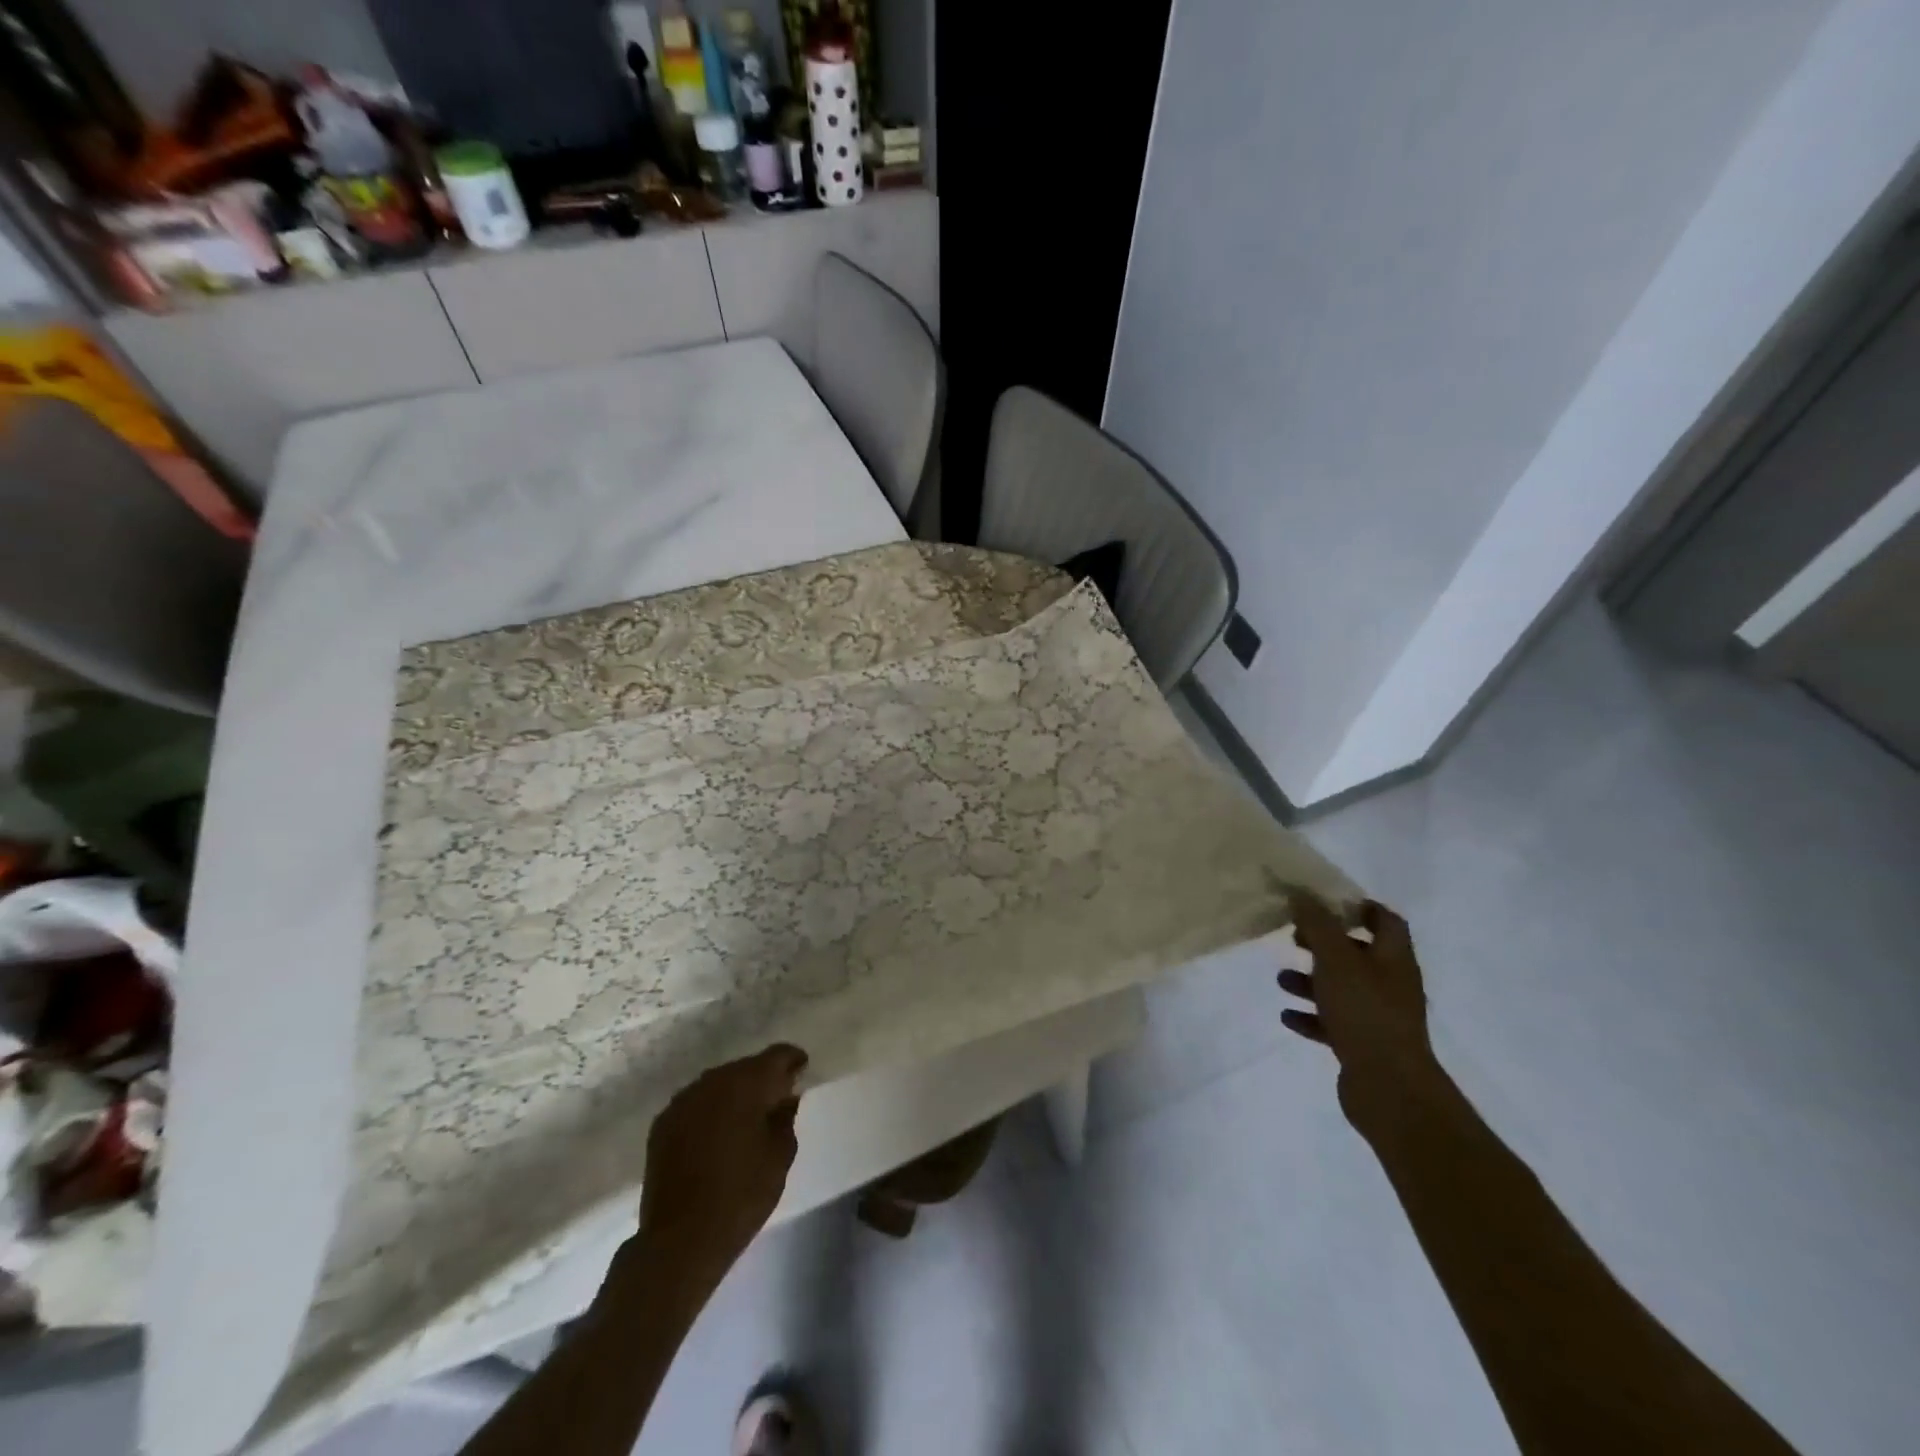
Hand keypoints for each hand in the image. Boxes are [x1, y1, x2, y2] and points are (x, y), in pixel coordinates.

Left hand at [637, 1044, 806, 1293]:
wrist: (680, 1241)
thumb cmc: (741, 1195)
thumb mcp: (780, 1156)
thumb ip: (785, 1118)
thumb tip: (785, 1098)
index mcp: (746, 1083)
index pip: (777, 1055)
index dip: (792, 1060)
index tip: (803, 1070)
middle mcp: (712, 1081)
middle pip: (745, 1067)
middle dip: (762, 1079)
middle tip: (777, 1099)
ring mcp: (682, 1101)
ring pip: (718, 1084)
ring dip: (734, 1094)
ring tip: (746, 1118)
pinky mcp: (662, 1124)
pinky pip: (696, 1104)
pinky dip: (710, 1111)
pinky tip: (717, 1134)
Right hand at [1278, 896, 1440, 1138]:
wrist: (1389, 1087)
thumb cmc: (1365, 1011)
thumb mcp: (1335, 959)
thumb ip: (1317, 924)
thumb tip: (1301, 892)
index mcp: (1393, 959)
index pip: (1385, 921)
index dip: (1358, 907)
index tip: (1323, 902)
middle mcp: (1390, 984)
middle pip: (1358, 953)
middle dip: (1324, 945)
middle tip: (1294, 938)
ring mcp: (1379, 1017)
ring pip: (1342, 988)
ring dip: (1311, 981)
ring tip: (1281, 979)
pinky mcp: (1364, 1045)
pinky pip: (1333, 1022)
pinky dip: (1311, 1016)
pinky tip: (1287, 1016)